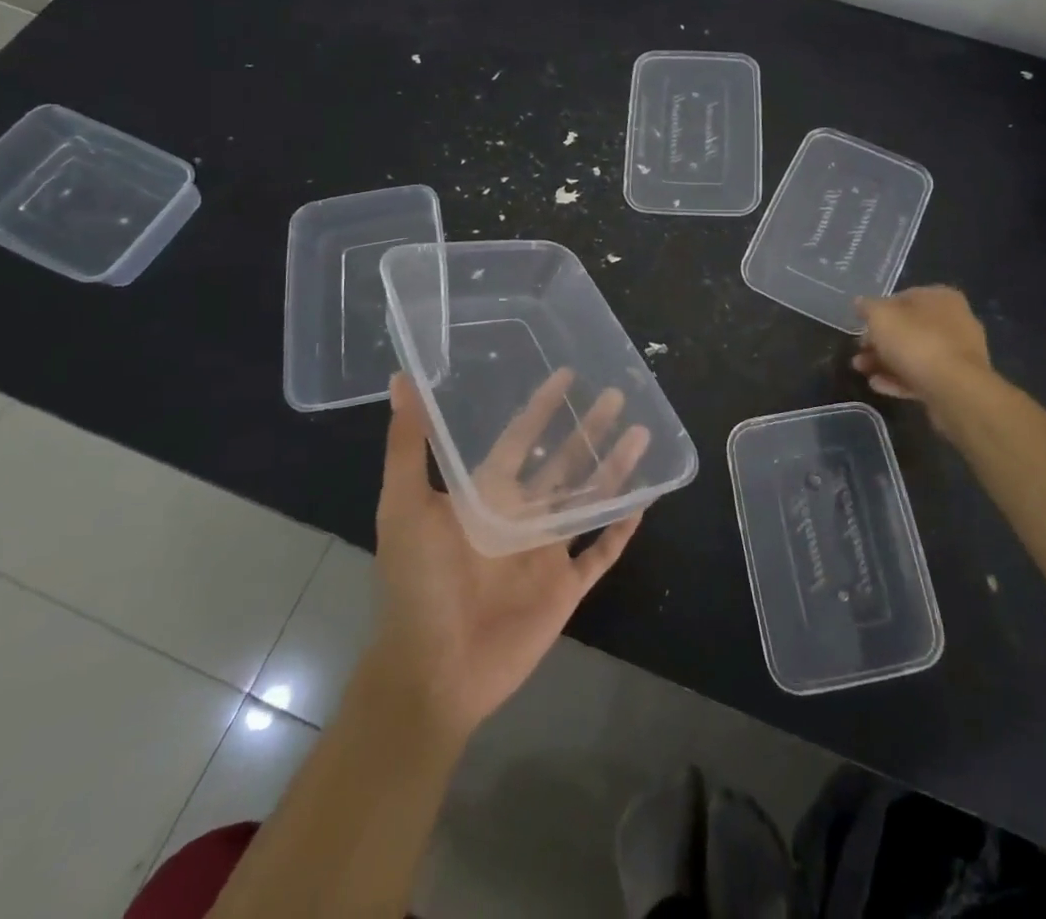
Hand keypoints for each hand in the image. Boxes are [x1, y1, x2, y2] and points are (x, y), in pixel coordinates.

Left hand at [370, 372, 642, 740]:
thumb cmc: (418, 585)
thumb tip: (400, 379)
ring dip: (615, 467)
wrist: (432, 671)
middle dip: (588, 428)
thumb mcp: (403, 507)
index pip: (520, 437)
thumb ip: (408, 445)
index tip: (566, 374)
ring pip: (589, 498)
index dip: (542, 407)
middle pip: (563, 461)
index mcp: (487, 494)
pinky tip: (645, 501)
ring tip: (642, 433)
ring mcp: (546, 551)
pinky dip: (620, 529)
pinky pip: (600, 552)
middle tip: (617, 394)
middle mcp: (521, 514)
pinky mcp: (566, 587)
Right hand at [852, 286, 991, 411]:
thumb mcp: (881, 317)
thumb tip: (860, 302)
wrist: (954, 389)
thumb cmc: (916, 342)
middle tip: (858, 352)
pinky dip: (899, 379)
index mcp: (941, 298)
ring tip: (861, 370)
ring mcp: (957, 354)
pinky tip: (878, 385)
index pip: (903, 298)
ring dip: (884, 362)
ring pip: (914, 354)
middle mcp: (954, 321)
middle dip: (879, 341)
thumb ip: (868, 307)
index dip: (878, 311)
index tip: (861, 326)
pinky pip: (923, 376)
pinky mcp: (956, 382)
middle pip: (908, 329)